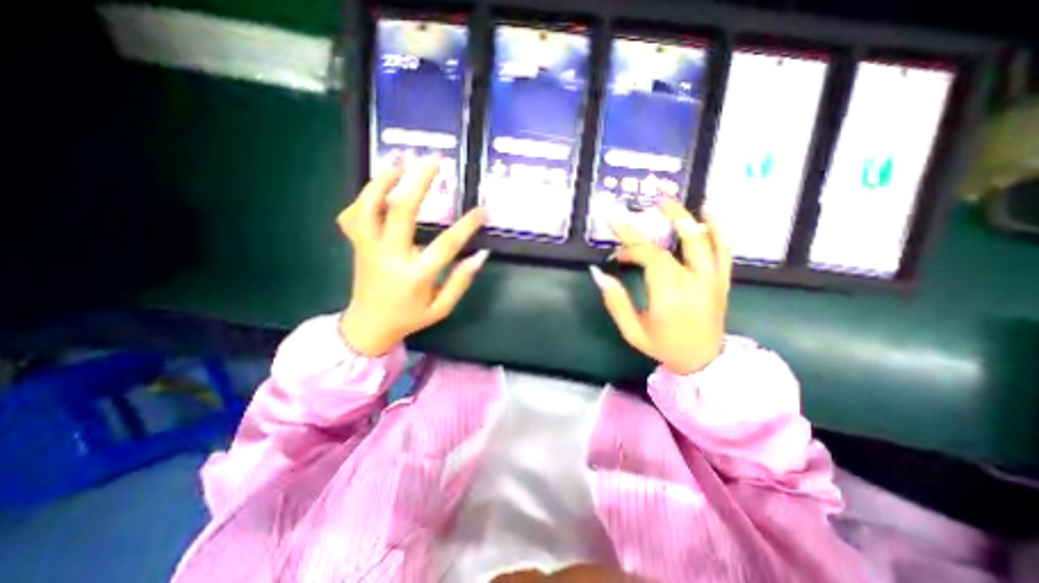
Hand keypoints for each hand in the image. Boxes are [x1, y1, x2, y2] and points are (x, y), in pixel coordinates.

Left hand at [339, 158, 488, 354]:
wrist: (368, 326)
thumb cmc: (409, 317)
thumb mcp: (442, 308)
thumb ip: (461, 281)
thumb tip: (481, 255)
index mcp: (414, 276)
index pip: (445, 245)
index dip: (466, 226)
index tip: (482, 210)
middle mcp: (389, 256)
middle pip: (401, 211)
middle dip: (418, 181)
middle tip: (435, 160)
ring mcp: (368, 247)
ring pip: (369, 205)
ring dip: (385, 179)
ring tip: (403, 160)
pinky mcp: (356, 244)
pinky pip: (353, 214)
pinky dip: (364, 196)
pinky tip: (380, 186)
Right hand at [588, 198, 732, 372]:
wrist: (703, 361)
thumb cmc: (663, 346)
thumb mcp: (632, 331)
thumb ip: (615, 302)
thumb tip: (598, 274)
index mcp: (669, 297)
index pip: (649, 257)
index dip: (630, 242)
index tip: (614, 233)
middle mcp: (693, 283)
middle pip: (672, 245)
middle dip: (650, 226)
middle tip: (638, 208)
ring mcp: (711, 280)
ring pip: (701, 241)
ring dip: (684, 218)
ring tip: (667, 201)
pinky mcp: (721, 280)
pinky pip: (723, 250)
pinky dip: (717, 228)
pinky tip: (710, 210)